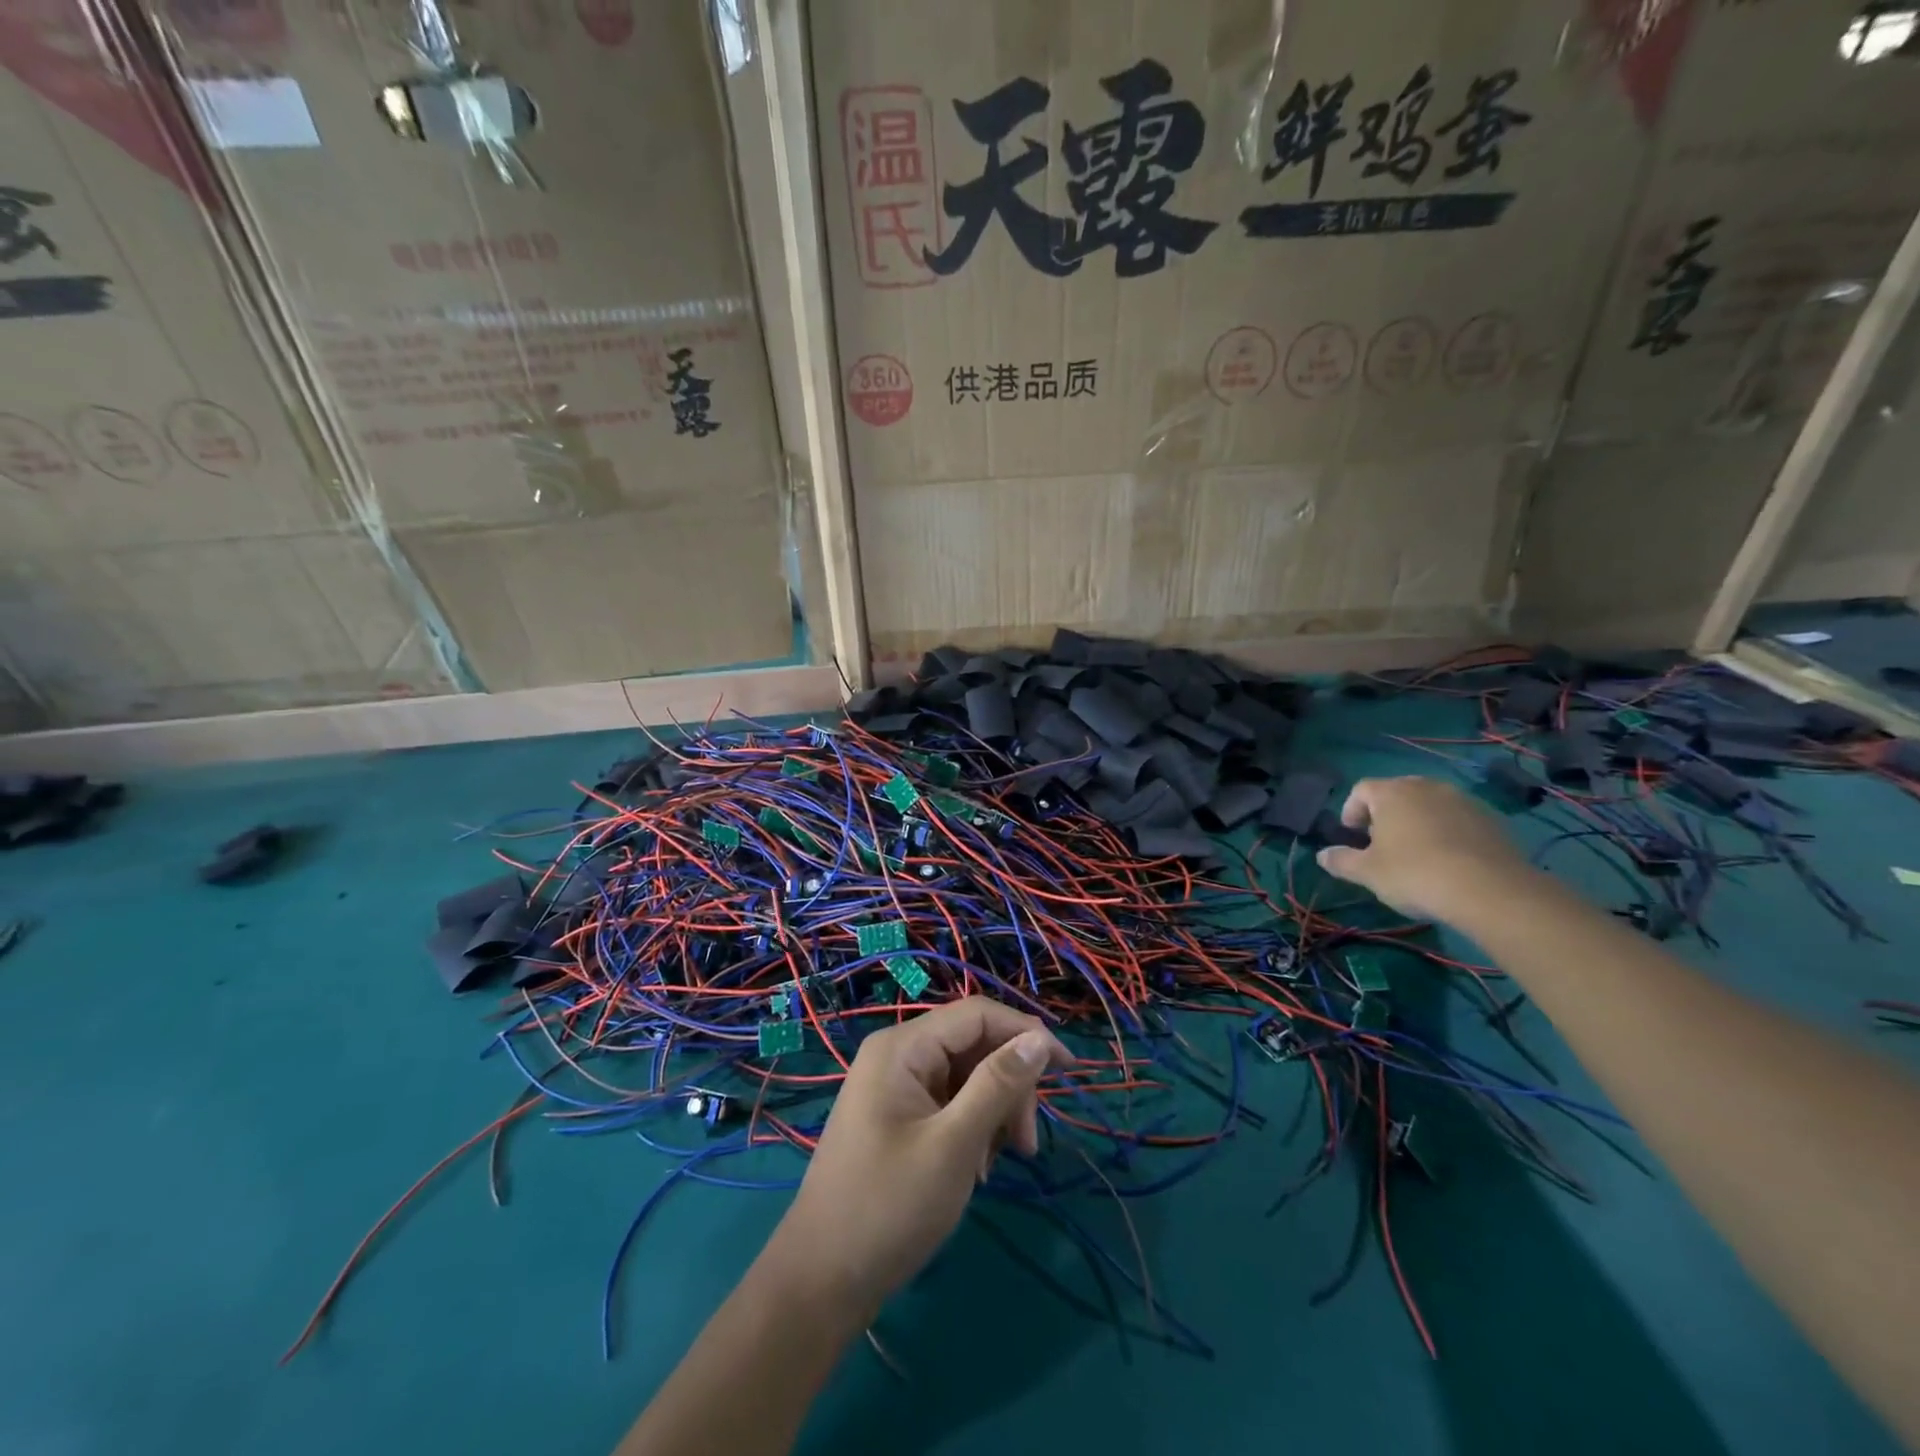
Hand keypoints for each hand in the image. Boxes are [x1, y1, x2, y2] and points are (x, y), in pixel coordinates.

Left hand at [765, 997, 1071, 1321]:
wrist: (821, 1281)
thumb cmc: (888, 1207)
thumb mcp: (954, 1145)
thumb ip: (997, 1086)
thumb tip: (1040, 1038)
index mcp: (903, 1046)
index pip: (977, 1015)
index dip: (1026, 1032)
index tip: (1069, 1068)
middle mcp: (898, 1054)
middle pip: (974, 1045)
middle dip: (1009, 1087)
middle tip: (1026, 1145)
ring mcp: (896, 1086)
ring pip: (966, 1076)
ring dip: (994, 1112)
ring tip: (997, 1165)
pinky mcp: (898, 1116)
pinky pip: (950, 1102)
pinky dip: (973, 1128)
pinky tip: (976, 1169)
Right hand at [1315, 776, 1536, 921]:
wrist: (1491, 891)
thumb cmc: (1415, 874)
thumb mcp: (1368, 873)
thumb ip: (1341, 861)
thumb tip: (1322, 855)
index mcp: (1392, 793)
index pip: (1361, 789)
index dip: (1351, 810)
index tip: (1353, 836)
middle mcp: (1426, 787)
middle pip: (1397, 793)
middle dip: (1385, 814)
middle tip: (1382, 844)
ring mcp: (1462, 800)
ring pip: (1429, 804)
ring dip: (1418, 822)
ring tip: (1417, 853)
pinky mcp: (1491, 818)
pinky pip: (1458, 819)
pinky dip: (1447, 832)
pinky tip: (1449, 860)